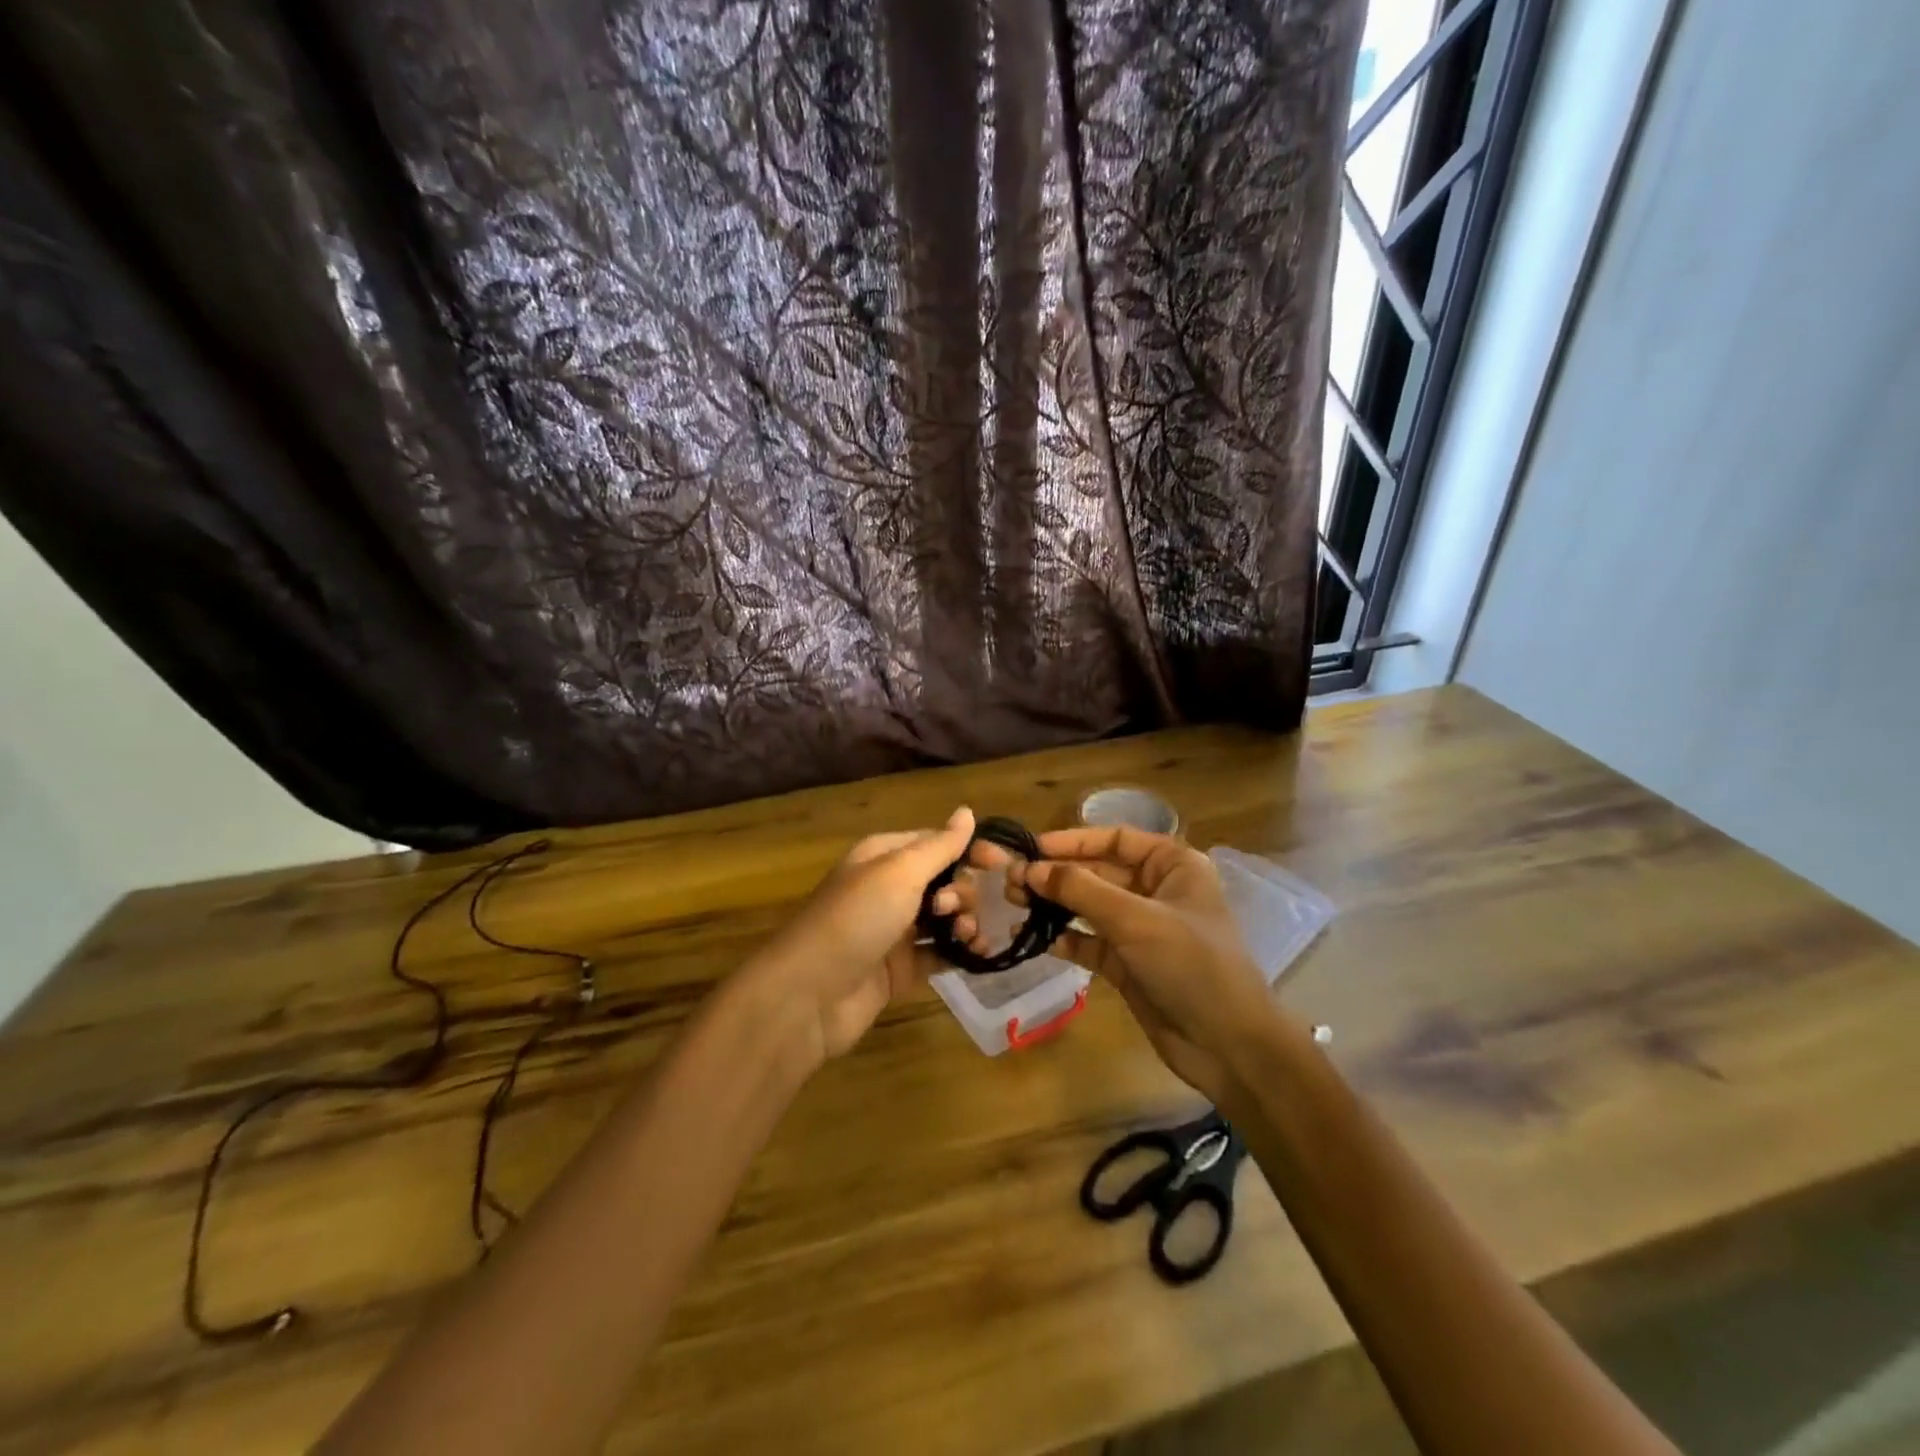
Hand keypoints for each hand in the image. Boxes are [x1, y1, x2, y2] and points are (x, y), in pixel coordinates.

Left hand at [740, 807, 982, 1065]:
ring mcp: (895, 930)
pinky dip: (961, 952)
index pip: (937, 842)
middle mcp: (890, 888)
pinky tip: (980, 955)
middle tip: (955, 909)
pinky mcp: (901, 968)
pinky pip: (940, 952)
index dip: (970, 849)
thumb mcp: (899, 872)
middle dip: (964, 890)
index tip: (1003, 864)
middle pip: (945, 879)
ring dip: (966, 921)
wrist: (810, 994)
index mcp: (884, 856)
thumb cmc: (856, 919)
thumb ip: (939, 846)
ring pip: (945, 917)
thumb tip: (967, 812)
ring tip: (968, 935)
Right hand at [997, 827, 1279, 1100]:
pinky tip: (1033, 939)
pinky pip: (1089, 942)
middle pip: (1097, 872)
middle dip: (1056, 875)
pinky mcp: (1128, 964)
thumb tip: (1031, 869)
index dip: (1072, 841)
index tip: (1031, 848)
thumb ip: (1081, 890)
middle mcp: (1156, 891)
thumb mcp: (1135, 919)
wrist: (1228, 1045)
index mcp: (1172, 866)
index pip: (1115, 839)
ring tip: (1012, 903)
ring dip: (1054, 905)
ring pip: (1089, 907)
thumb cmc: (1191, 964)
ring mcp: (1141, 929)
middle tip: (1011, 880)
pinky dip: (1064, 939)